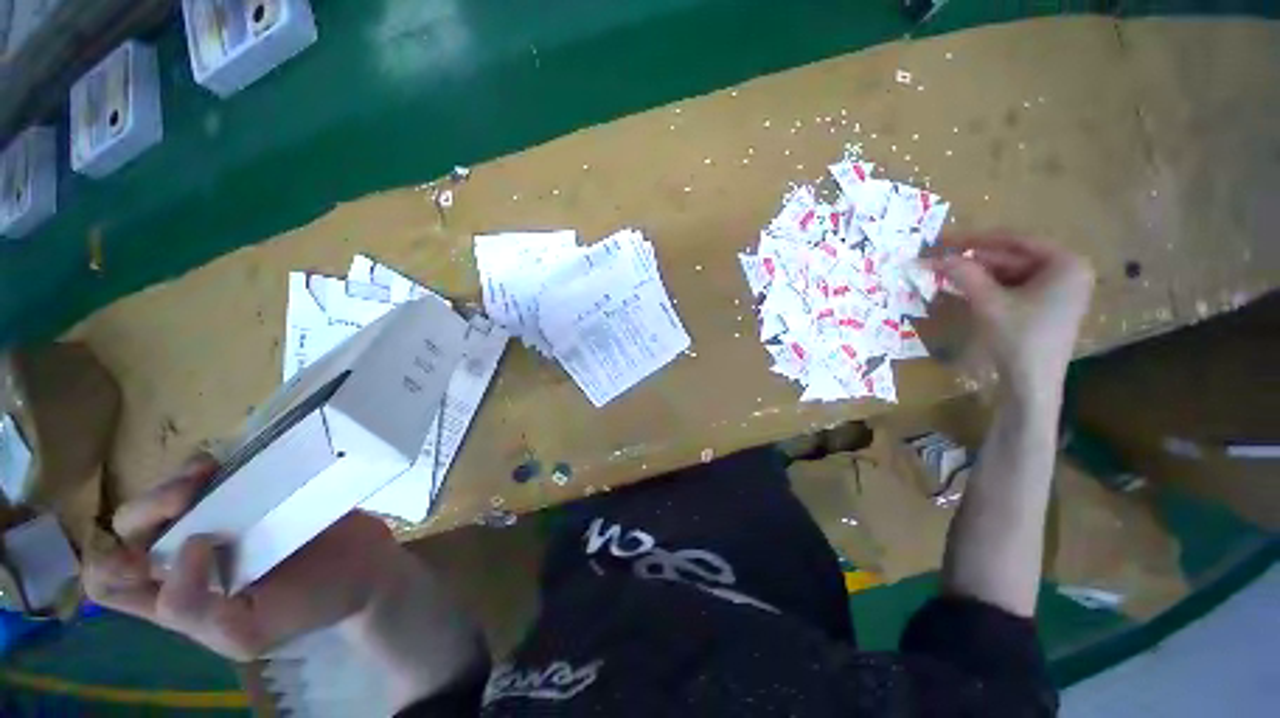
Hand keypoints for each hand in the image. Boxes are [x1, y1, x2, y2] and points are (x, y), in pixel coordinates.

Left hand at [84, 454, 410, 660]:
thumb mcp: (247, 633)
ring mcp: (216, 522)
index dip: (110, 566)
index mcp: (176, 600)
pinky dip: (203, 465)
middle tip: (186, 498)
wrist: (365, 568)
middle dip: (146, 509)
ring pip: (162, 495)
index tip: (150, 556)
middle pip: (127, 530)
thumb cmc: (308, 606)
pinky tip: (224, 466)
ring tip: (207, 474)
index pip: (109, 585)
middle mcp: (183, 559)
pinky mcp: (249, 493)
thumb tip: (191, 542)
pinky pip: (206, 473)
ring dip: (171, 481)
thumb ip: (195, 609)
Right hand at [929, 233, 1093, 399]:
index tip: (945, 240)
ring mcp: (1059, 290)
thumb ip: (964, 274)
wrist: (1032, 384)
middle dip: (975, 259)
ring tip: (946, 273)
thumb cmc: (1019, 338)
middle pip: (1013, 257)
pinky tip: (965, 288)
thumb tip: (935, 257)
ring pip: (1011, 273)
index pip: (1016, 240)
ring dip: (978, 274)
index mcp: (1066, 263)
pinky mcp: (1047, 307)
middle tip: (940, 259)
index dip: (976, 239)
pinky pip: (1014, 287)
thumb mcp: (989, 302)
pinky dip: (989, 287)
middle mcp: (1068, 271)